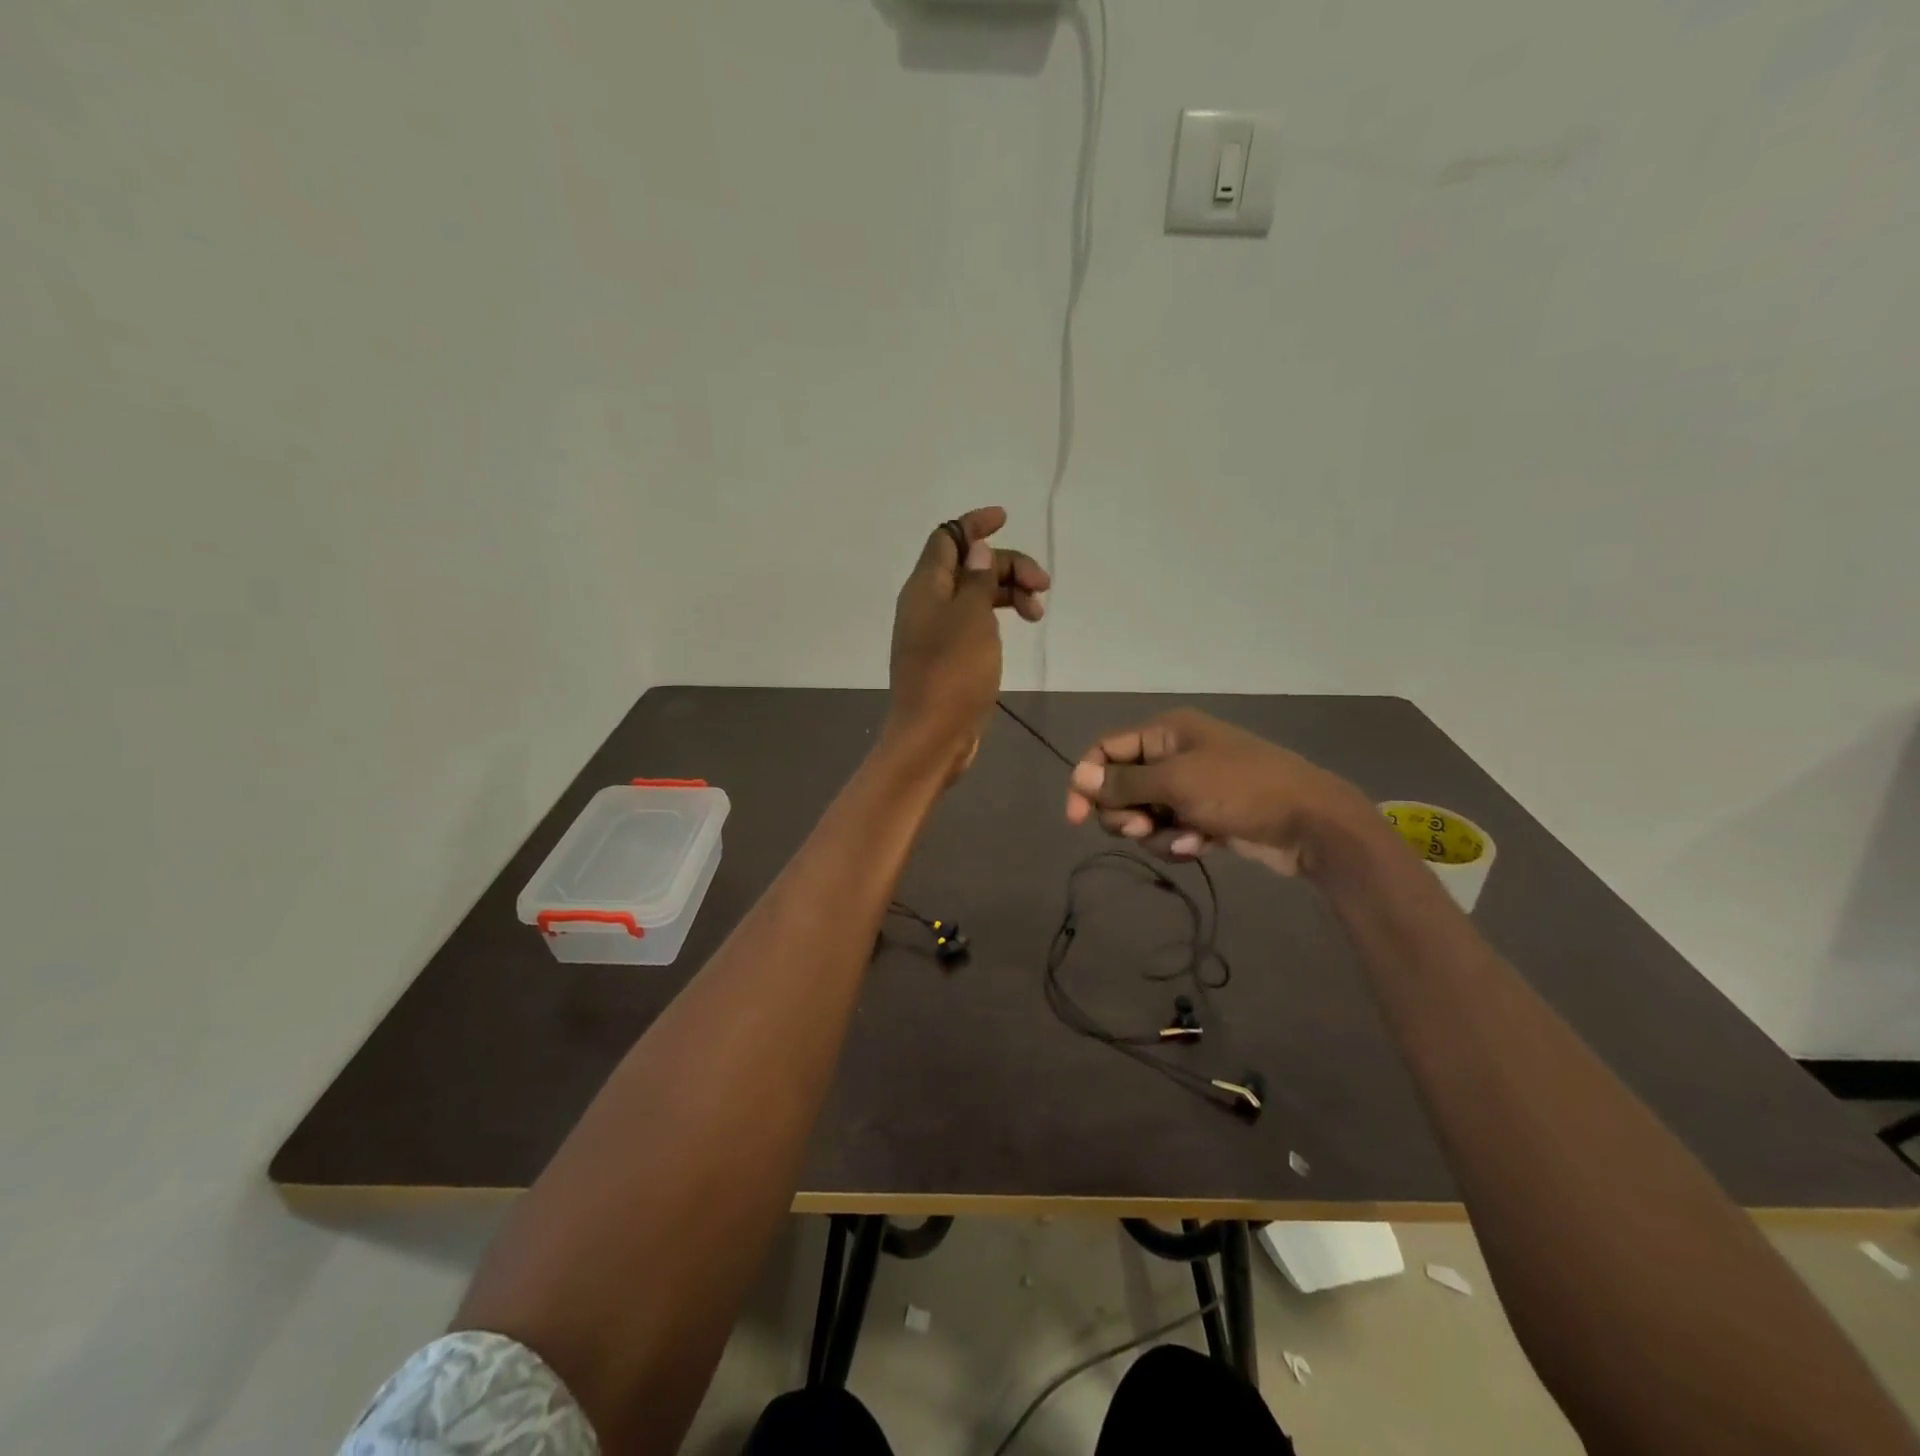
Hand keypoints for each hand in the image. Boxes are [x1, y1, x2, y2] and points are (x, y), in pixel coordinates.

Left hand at [887, 506, 1047, 770]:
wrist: (932, 737)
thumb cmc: (953, 674)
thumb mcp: (971, 618)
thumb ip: (976, 579)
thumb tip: (976, 547)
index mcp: (925, 587)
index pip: (947, 539)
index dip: (974, 524)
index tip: (1006, 518)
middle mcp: (927, 604)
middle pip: (968, 566)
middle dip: (1007, 566)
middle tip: (1043, 585)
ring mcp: (937, 632)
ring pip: (975, 595)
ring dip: (1008, 593)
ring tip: (1038, 613)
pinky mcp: (949, 657)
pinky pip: (974, 622)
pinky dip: (997, 617)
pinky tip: (1019, 627)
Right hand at [1064, 709, 1379, 876]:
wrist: (1310, 823)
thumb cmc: (1241, 790)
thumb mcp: (1177, 782)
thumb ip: (1124, 782)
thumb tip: (1080, 776)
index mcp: (1165, 732)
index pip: (1105, 750)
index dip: (1086, 781)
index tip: (1077, 818)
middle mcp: (1172, 754)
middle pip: (1120, 786)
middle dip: (1126, 813)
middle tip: (1142, 826)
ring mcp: (1189, 787)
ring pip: (1143, 814)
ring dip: (1156, 832)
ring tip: (1186, 839)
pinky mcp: (1203, 816)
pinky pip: (1169, 830)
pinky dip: (1178, 841)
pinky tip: (1200, 846)